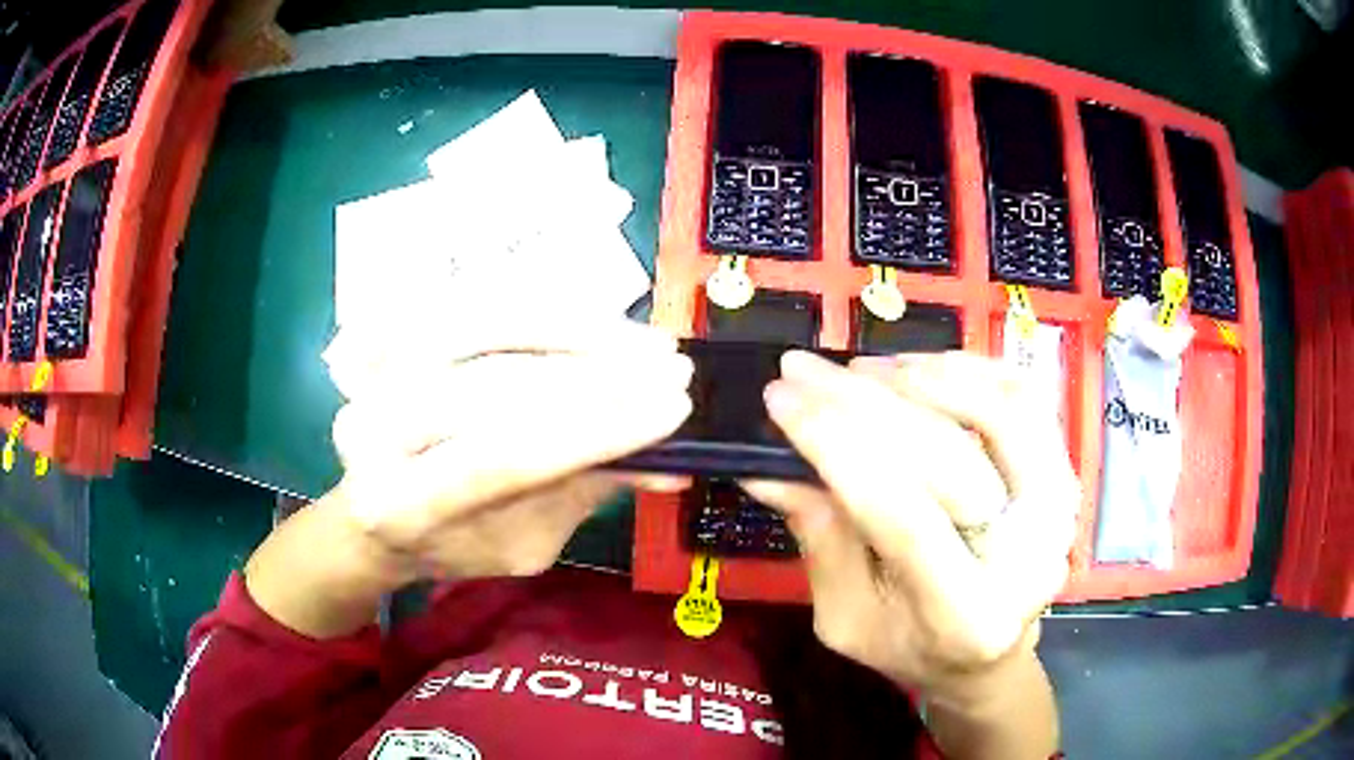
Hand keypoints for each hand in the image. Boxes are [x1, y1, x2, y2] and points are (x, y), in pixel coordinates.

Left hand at [246, 318, 691, 637]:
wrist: (378, 514)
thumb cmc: (453, 543)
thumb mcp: (523, 544)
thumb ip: (584, 494)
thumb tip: (671, 464)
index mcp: (400, 506)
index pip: (503, 456)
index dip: (594, 429)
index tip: (674, 410)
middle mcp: (374, 427)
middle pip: (497, 383)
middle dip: (597, 374)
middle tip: (672, 370)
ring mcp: (376, 371)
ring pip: (487, 326)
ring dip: (577, 329)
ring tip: (644, 343)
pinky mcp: (392, 336)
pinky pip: (475, 304)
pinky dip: (543, 310)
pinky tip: (596, 323)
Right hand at [744, 351, 1078, 704]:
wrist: (990, 656)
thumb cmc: (914, 648)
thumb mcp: (848, 619)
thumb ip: (820, 542)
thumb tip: (767, 466)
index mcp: (964, 616)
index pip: (904, 516)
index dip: (838, 447)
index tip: (780, 399)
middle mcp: (1028, 559)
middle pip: (949, 455)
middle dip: (864, 402)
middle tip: (803, 369)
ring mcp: (1058, 512)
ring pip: (1001, 410)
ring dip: (924, 377)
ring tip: (861, 371)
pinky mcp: (1066, 477)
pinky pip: (1026, 399)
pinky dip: (973, 369)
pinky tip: (919, 368)